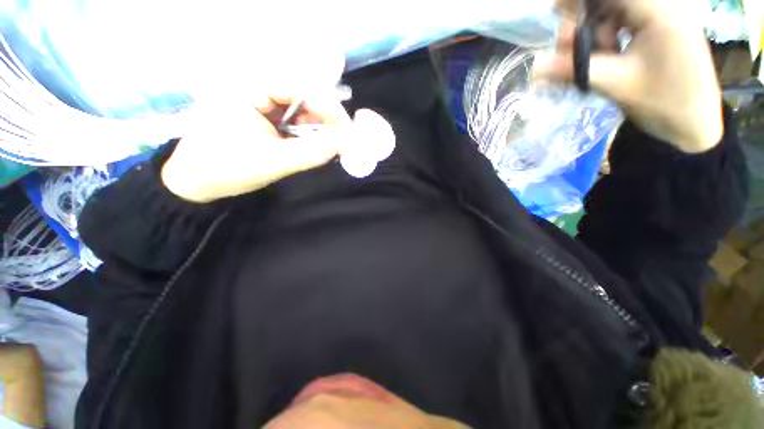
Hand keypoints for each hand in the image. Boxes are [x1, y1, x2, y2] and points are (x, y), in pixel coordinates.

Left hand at [161, 58, 394, 202]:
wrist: (195, 184)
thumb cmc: (226, 169)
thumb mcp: (274, 161)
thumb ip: (312, 152)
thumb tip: (344, 143)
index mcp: (248, 89)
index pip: (298, 88)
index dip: (327, 108)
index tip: (346, 129)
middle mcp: (254, 89)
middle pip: (301, 97)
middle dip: (324, 120)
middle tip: (342, 140)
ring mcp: (257, 103)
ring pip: (299, 110)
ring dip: (317, 128)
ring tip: (330, 146)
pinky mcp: (261, 118)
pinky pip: (291, 121)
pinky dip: (306, 134)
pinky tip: (313, 145)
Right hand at [535, 0, 722, 152]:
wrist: (694, 123)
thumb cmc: (665, 103)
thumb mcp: (617, 85)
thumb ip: (576, 70)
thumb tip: (535, 68)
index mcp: (660, 11)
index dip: (578, 0)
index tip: (555, 11)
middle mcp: (662, 5)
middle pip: (610, 1)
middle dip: (583, 20)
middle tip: (567, 48)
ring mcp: (660, 16)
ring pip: (612, 11)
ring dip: (592, 33)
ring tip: (588, 60)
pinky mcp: (656, 27)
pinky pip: (621, 22)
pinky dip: (604, 37)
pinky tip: (603, 56)